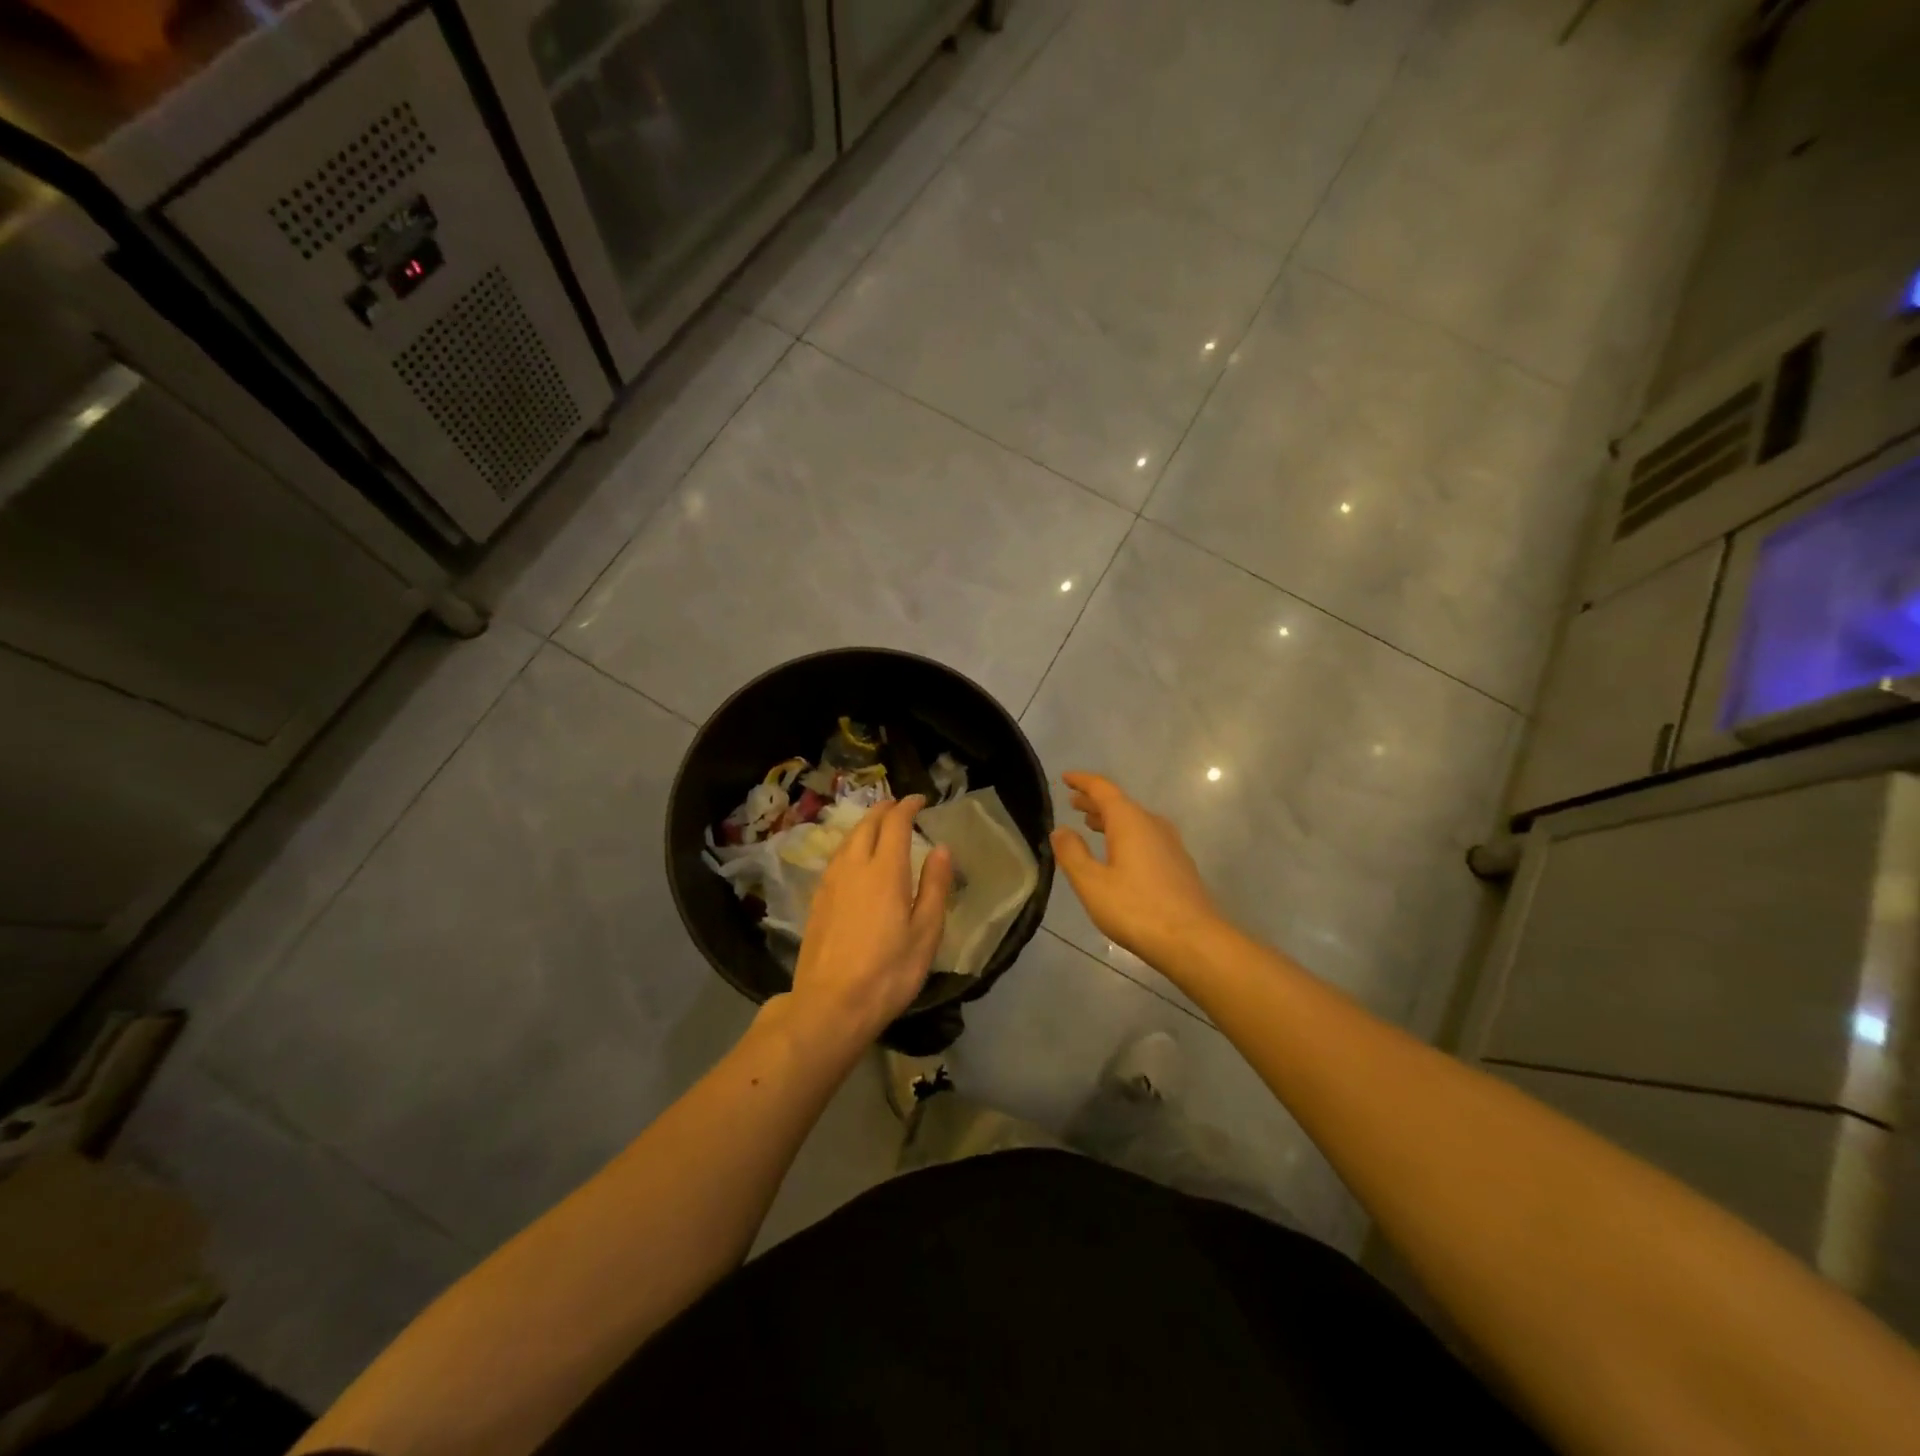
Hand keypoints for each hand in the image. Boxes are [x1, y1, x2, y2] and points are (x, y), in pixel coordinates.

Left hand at [790, 795, 953, 1042]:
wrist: (830, 1005)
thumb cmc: (888, 972)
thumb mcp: (925, 933)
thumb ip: (934, 886)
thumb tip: (940, 848)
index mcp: (885, 870)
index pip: (895, 823)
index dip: (907, 806)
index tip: (919, 799)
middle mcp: (854, 867)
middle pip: (866, 825)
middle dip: (884, 810)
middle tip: (899, 806)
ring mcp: (830, 882)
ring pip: (847, 839)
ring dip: (865, 825)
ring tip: (879, 827)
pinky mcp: (817, 900)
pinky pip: (836, 858)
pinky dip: (850, 845)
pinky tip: (855, 859)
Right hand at [1051, 773, 1219, 967]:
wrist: (1193, 940)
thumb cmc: (1136, 909)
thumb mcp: (1092, 883)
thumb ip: (1072, 854)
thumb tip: (1060, 830)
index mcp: (1130, 821)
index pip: (1103, 789)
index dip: (1082, 781)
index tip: (1065, 778)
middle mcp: (1152, 824)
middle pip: (1120, 803)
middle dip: (1094, 801)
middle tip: (1072, 803)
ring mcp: (1170, 844)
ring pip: (1134, 821)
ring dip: (1109, 820)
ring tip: (1089, 826)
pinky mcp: (1178, 864)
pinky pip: (1145, 837)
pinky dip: (1125, 836)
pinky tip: (1118, 855)